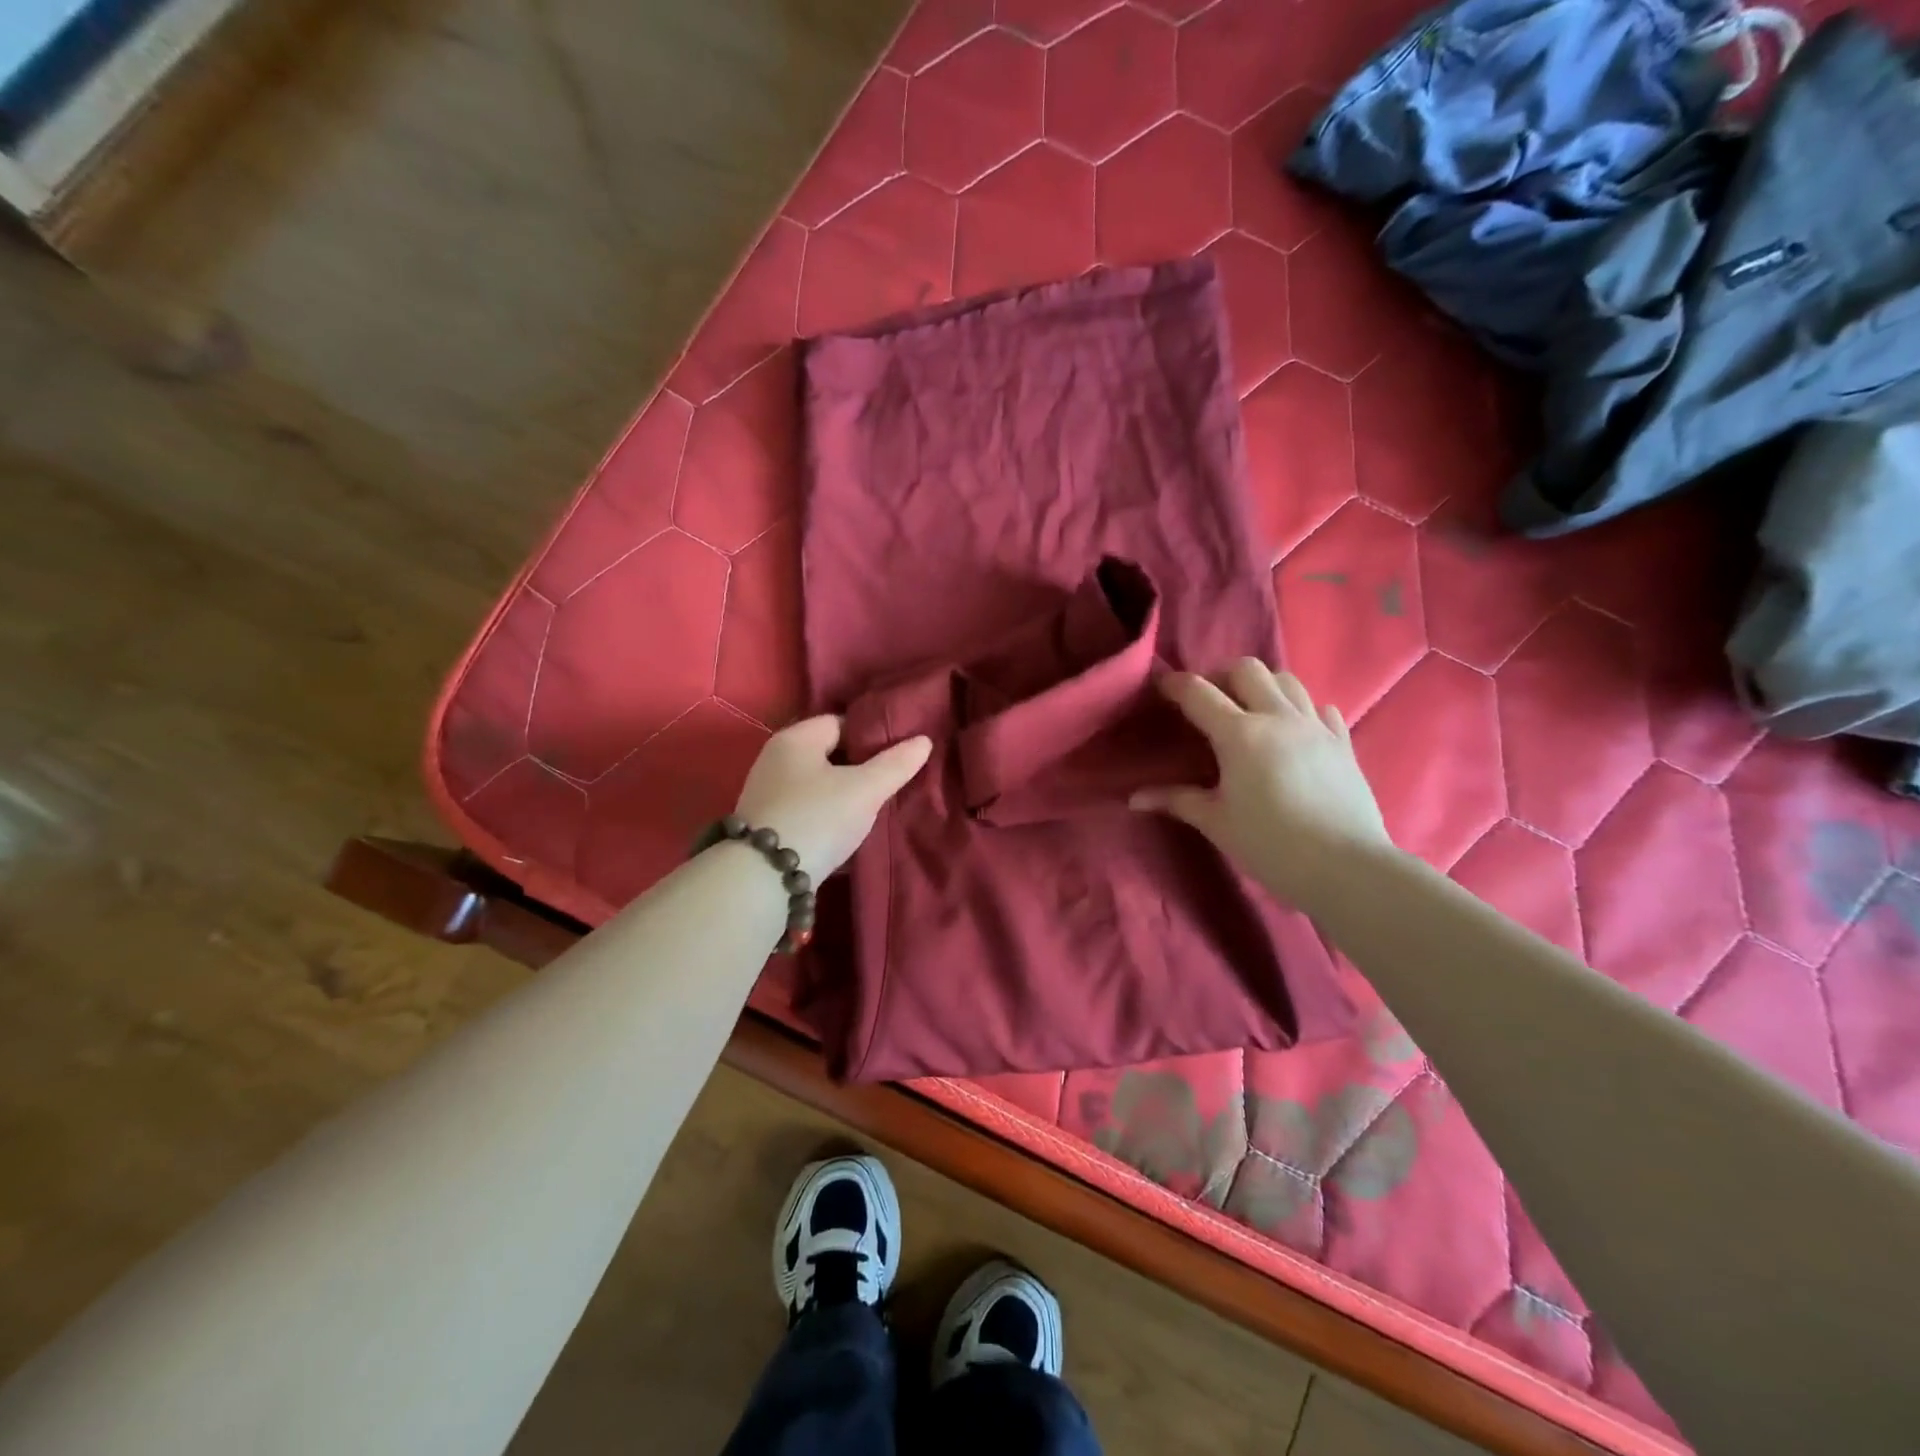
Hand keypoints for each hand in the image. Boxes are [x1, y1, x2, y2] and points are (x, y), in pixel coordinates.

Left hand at [734, 716, 932, 878]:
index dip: (872, 734)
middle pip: (828, 754)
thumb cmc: (817, 818)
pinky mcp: (766, 826)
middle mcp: (775, 759)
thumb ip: (895, 764)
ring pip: (818, 785)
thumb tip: (923, 740)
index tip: (899, 752)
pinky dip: (827, 817)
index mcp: (796, 738)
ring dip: (844, 795)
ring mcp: (767, 794)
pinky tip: (847, 833)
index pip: (841, 722)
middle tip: (892, 782)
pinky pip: (807, 811)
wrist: (762, 878)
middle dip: (860, 767)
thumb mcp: (864, 790)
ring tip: (874, 809)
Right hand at [1130, 660, 1391, 909]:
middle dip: (1221, 676)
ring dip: (1262, 686)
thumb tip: (1134, 798)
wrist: (1346, 867)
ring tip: (1250, 710)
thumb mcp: (1216, 822)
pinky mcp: (1343, 742)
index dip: (1175, 685)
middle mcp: (1278, 717)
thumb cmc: (1271, 845)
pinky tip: (1293, 731)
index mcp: (1240, 735)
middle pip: (1247, 670)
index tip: (1161, 687)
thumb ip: (1176, 800)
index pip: (1199, 692)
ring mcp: (1315, 726)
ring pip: (1287, 680)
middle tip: (1209, 701)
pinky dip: (1301, 709)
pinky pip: (1320, 708)